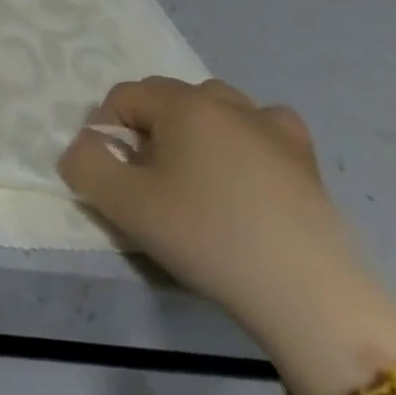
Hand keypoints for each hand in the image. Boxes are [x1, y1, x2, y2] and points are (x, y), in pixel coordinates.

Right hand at [59, 77, 376, 351]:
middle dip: (147, 131)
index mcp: (182, 103)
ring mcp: (272, 128)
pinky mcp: (306, 160)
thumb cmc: (208, 238)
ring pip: (214, 108)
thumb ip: (85, 163)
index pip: (122, 97)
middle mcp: (226, 102)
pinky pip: (264, 128)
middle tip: (150, 182)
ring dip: (194, 131)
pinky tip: (246, 171)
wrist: (311, 298)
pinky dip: (246, 139)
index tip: (115, 177)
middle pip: (166, 98)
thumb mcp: (123, 203)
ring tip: (195, 178)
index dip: (106, 132)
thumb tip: (87, 148)